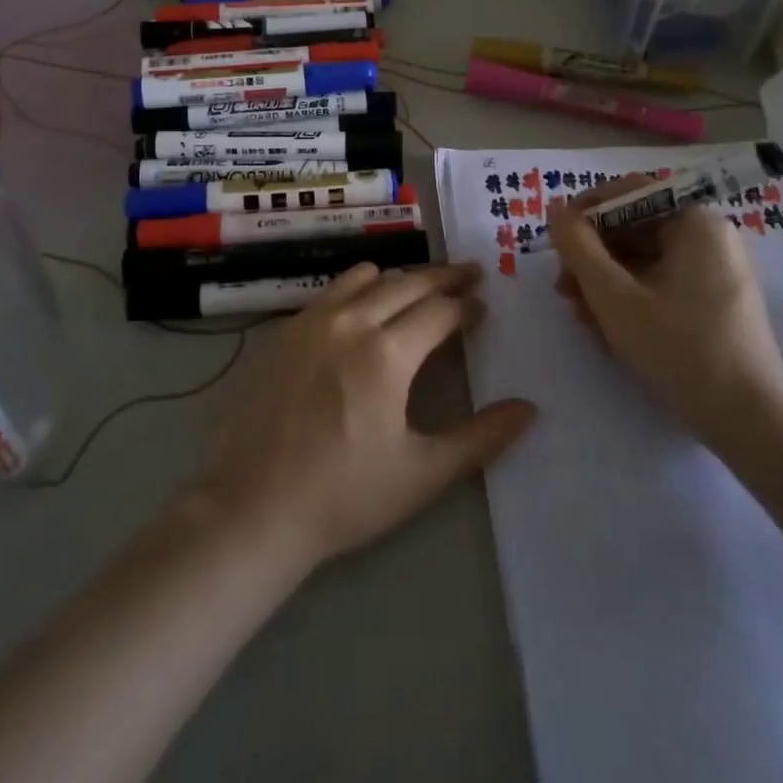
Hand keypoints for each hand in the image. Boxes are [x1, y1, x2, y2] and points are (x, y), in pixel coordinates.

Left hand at [196, 262, 536, 573]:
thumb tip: (529, 409)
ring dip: (400, 277)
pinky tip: (363, 306)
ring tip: (420, 287)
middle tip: (469, 274)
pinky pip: (331, 291)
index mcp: (388, 353)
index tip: (483, 305)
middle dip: (443, 277)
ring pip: (365, 276)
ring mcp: (312, 321)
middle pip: (407, 282)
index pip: (439, 311)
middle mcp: (351, 322)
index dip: (466, 306)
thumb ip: (481, 439)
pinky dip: (359, 287)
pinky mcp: (284, 332)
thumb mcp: (422, 474)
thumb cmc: (344, 496)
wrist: (253, 508)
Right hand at [548, 177, 782, 453]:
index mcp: (695, 223)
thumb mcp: (614, 296)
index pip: (630, 193)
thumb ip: (578, 247)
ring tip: (579, 316)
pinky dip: (630, 300)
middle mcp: (710, 238)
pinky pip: (661, 285)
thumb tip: (556, 209)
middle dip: (592, 257)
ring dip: (604, 283)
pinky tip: (606, 330)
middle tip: (562, 288)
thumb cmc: (679, 349)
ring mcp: (715, 273)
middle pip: (635, 229)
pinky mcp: (715, 304)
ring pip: (644, 261)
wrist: (749, 423)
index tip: (555, 239)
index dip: (586, 211)